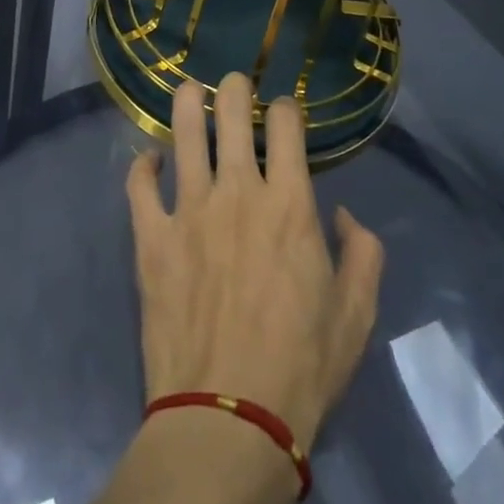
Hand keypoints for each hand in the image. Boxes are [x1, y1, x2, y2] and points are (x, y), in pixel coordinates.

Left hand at [125, 74, 383, 454]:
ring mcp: (188, 210)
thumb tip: (345, 216)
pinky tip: (148, 159)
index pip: (286, 126)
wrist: (228, 419)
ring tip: (189, 91)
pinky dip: (142, 166)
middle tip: (234, 84)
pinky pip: (139, 185)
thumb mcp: (356, 315)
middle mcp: (237, 192)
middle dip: (235, 88)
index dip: (285, 108)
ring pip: (182, 133)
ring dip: (186, 104)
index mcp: (289, 204)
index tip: (283, 111)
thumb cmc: (301, 368)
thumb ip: (363, 254)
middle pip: (230, 113)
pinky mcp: (151, 237)